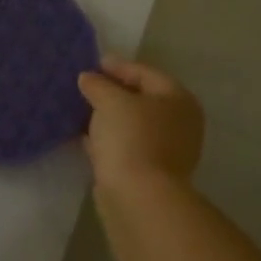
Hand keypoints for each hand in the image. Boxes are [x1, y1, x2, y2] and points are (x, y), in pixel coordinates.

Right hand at [78, 56, 204, 197]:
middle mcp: (178, 123)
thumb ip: (98, 84)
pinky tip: (86, 136)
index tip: (93, 64)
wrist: (138, 196)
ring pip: (132, 124)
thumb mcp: (110, 101)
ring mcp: (166, 150)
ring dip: (109, 117)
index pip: (146, 73)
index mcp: (178, 99)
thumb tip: (88, 78)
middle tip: (86, 86)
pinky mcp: (149, 172)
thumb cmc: (131, 137)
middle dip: (113, 92)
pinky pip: (125, 145)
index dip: (118, 66)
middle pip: (141, 98)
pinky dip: (108, 139)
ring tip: (81, 110)